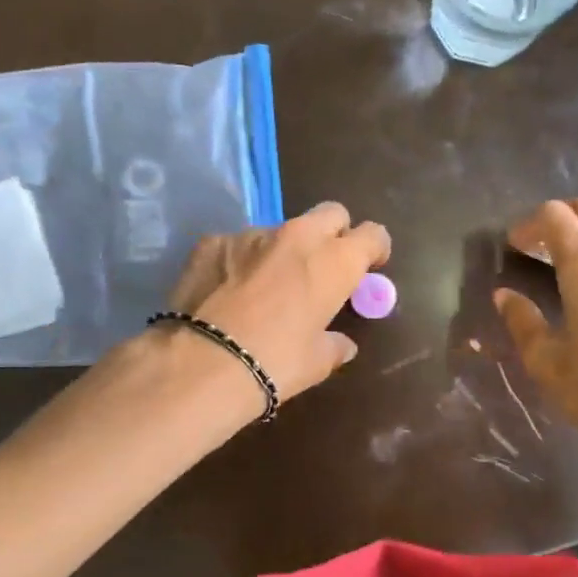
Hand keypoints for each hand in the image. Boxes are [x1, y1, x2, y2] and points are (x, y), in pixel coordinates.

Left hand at [165, 201, 391, 403]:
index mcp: (335, 261)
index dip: (374, 248)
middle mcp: (298, 236)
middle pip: (331, 213)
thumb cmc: (275, 364)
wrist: (202, 363)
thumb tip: (342, 344)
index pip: (373, 234)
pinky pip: (237, 244)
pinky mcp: (212, 241)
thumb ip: (334, 345)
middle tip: (324, 266)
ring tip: (266, 287)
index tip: (369, 266)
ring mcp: (252, 234)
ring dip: (283, 250)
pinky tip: (228, 291)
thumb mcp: (316, 363)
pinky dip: (241, 261)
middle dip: (334, 233)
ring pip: (281, 230)